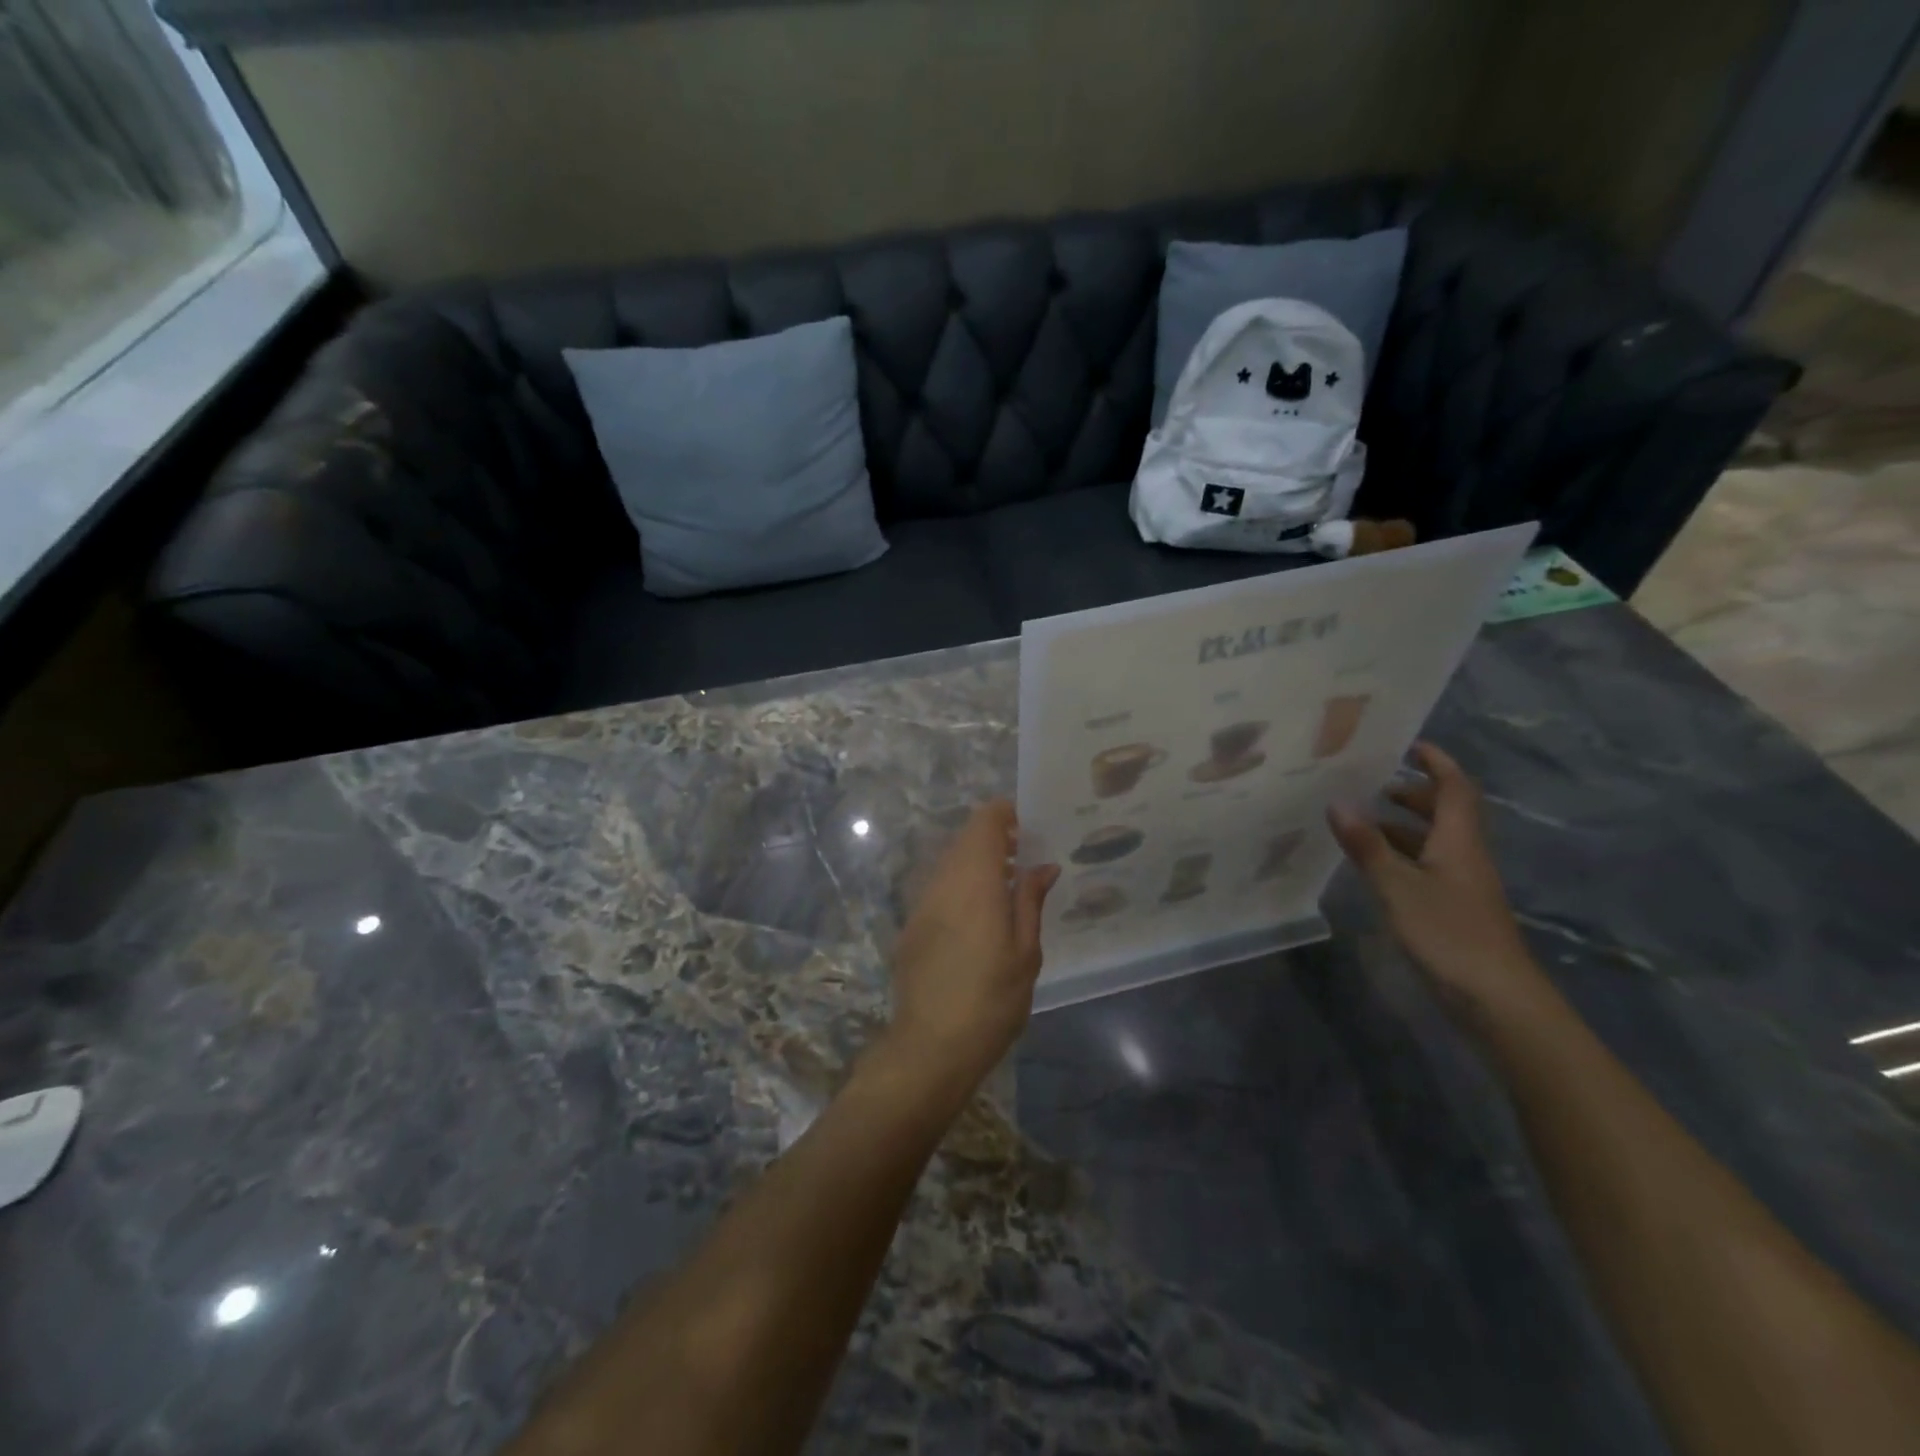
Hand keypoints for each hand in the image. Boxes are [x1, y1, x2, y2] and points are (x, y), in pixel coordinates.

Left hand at [883, 801, 1059, 1099]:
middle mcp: (943, 881)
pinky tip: (979, 917)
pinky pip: (938, 888)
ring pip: (950, 863)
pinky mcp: (911, 925)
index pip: (984, 821)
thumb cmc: (991, 999)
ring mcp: (921, 903)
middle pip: (965, 839)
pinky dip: (960, 886)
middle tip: (1026, 859)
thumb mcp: (1025, 953)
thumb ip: (1031, 901)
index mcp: (975, 881)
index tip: (1030, 828)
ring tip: (1007, 888)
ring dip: (977, 863)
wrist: (931, 1046)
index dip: (1006, 814)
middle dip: (995, 839)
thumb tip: (1043, 866)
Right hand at [1328, 742, 1551, 1027]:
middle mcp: (1465, 856)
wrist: (1497, 1000)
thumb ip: (1367, 846)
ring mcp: (1462, 885)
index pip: (1455, 788)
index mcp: (1459, 841)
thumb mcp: (1397, 887)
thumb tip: (1337, 803)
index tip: (1410, 743)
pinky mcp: (1454, 909)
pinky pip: (1428, 866)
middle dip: (1414, 793)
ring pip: (1436, 841)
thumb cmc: (1449, 934)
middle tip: (1374, 784)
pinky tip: (1375, 866)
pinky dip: (1402, 855)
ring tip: (1363, 821)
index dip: (1438, 763)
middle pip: (1447, 812)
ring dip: (1404, 825)